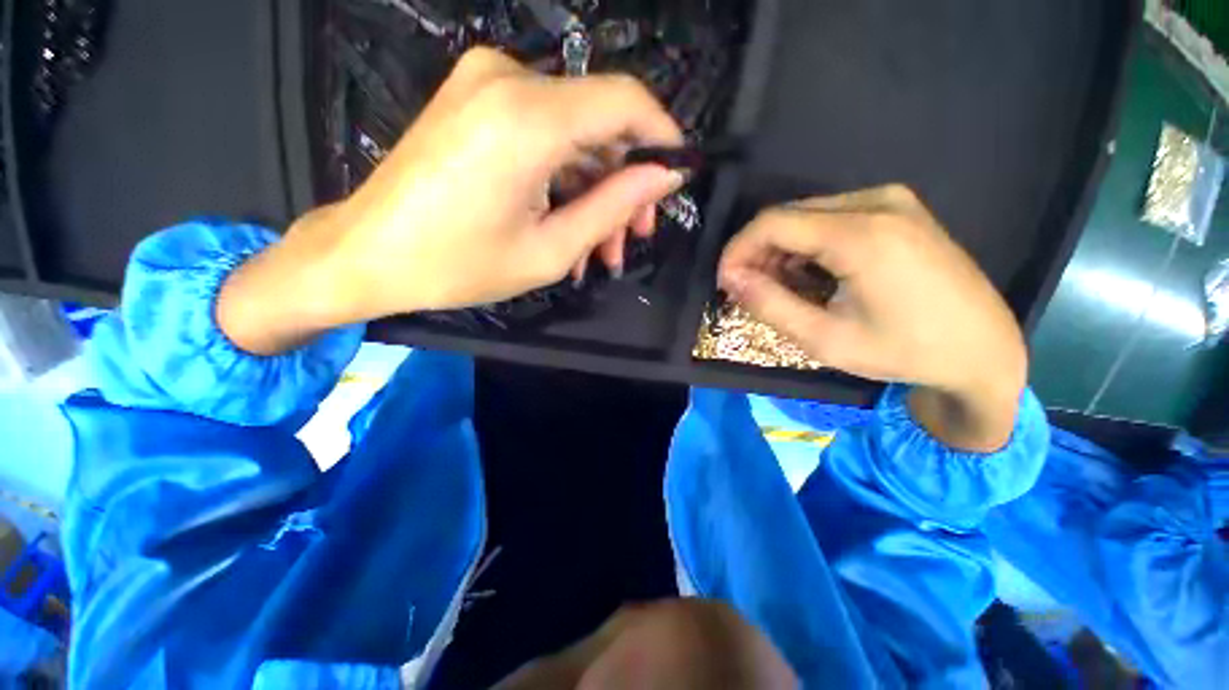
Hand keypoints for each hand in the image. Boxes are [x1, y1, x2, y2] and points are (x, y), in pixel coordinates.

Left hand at [219, 48, 683, 353]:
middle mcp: (509, 81)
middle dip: (625, 182)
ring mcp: (487, 85)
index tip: (677, 176)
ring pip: (574, 134)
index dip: (662, 136)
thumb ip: (614, 207)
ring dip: (596, 190)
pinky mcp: (476, 101)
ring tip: (600, 248)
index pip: (626, 101)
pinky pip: (544, 135)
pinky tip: (568, 224)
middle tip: (631, 237)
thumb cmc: (458, 265)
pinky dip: (565, 179)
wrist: (368, 255)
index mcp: (528, 118)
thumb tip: (664, 176)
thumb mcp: (550, 250)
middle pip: (600, 122)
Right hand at [718, 185, 1027, 451]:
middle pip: (788, 214)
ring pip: (807, 214)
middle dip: (757, 251)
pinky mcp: (899, 208)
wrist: (983, 348)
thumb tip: (730, 279)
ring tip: (778, 286)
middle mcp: (876, 201)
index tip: (725, 281)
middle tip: (748, 289)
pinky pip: (832, 216)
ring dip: (781, 248)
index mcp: (861, 234)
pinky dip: (807, 243)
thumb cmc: (905, 351)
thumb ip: (770, 304)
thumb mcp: (825, 339)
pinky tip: (810, 273)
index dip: (737, 249)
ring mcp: (892, 200)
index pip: (772, 222)